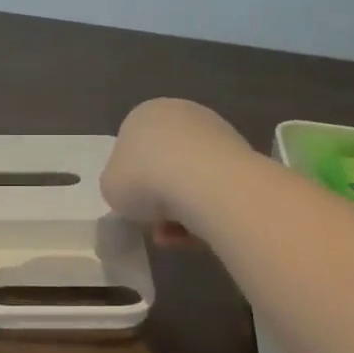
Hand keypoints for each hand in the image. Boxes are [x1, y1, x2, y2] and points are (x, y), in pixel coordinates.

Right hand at [101, 99, 251, 241]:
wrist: (205, 183)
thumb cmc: (144, 178)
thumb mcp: (110, 186)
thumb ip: (118, 184)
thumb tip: (135, 190)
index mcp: (145, 114)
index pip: (132, 147)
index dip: (130, 181)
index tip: (133, 205)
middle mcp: (182, 115)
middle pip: (164, 163)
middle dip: (160, 197)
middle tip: (154, 225)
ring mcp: (216, 133)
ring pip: (192, 179)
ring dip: (182, 210)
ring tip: (174, 238)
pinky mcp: (243, 157)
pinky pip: (216, 190)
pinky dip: (206, 212)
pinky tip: (198, 235)